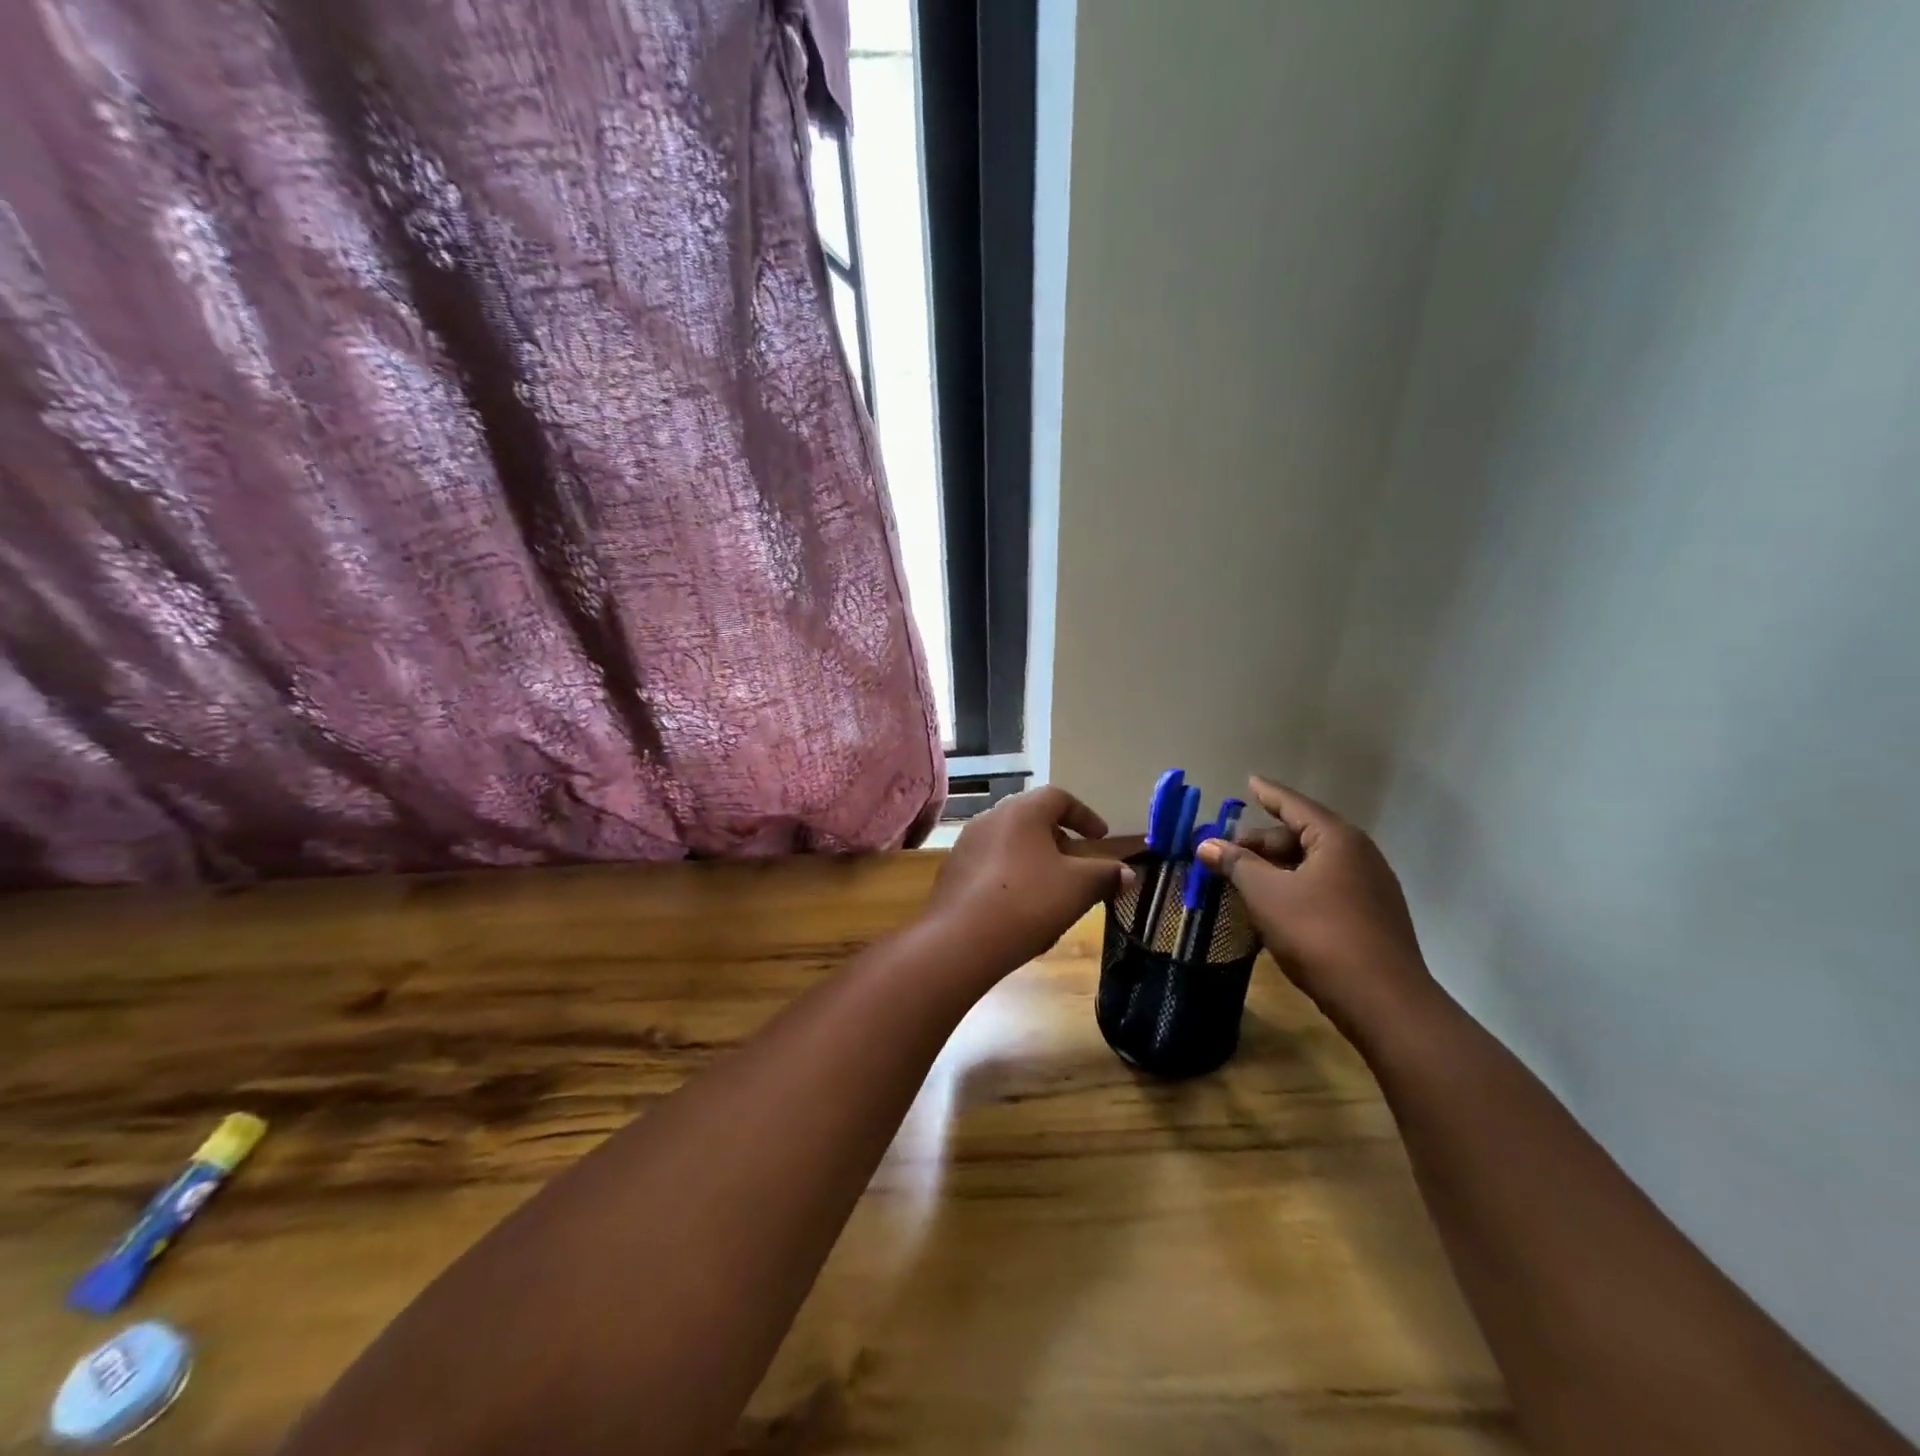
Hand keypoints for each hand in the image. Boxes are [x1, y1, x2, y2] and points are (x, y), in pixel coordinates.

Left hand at [925, 786, 1134, 970]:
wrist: (960, 941)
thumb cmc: (1028, 902)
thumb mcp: (1079, 888)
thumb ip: (1106, 875)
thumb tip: (1127, 873)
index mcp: (1022, 811)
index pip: (1059, 797)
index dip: (1085, 815)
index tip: (1101, 838)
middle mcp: (990, 818)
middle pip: (1032, 819)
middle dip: (1059, 839)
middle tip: (1077, 863)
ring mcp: (966, 845)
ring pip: (1009, 843)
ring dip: (1034, 859)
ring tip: (1051, 888)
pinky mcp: (952, 873)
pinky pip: (990, 865)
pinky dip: (1011, 876)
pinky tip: (1019, 906)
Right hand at [1196, 776, 1434, 1033]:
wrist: (1383, 1001)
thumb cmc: (1319, 934)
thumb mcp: (1267, 895)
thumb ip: (1236, 864)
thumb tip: (1206, 844)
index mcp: (1337, 839)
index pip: (1294, 805)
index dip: (1268, 793)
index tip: (1249, 780)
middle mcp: (1359, 855)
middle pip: (1301, 836)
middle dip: (1262, 843)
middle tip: (1225, 854)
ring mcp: (1370, 887)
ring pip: (1312, 865)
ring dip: (1276, 869)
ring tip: (1243, 879)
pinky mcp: (1372, 917)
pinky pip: (1325, 888)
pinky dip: (1295, 888)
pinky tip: (1274, 906)